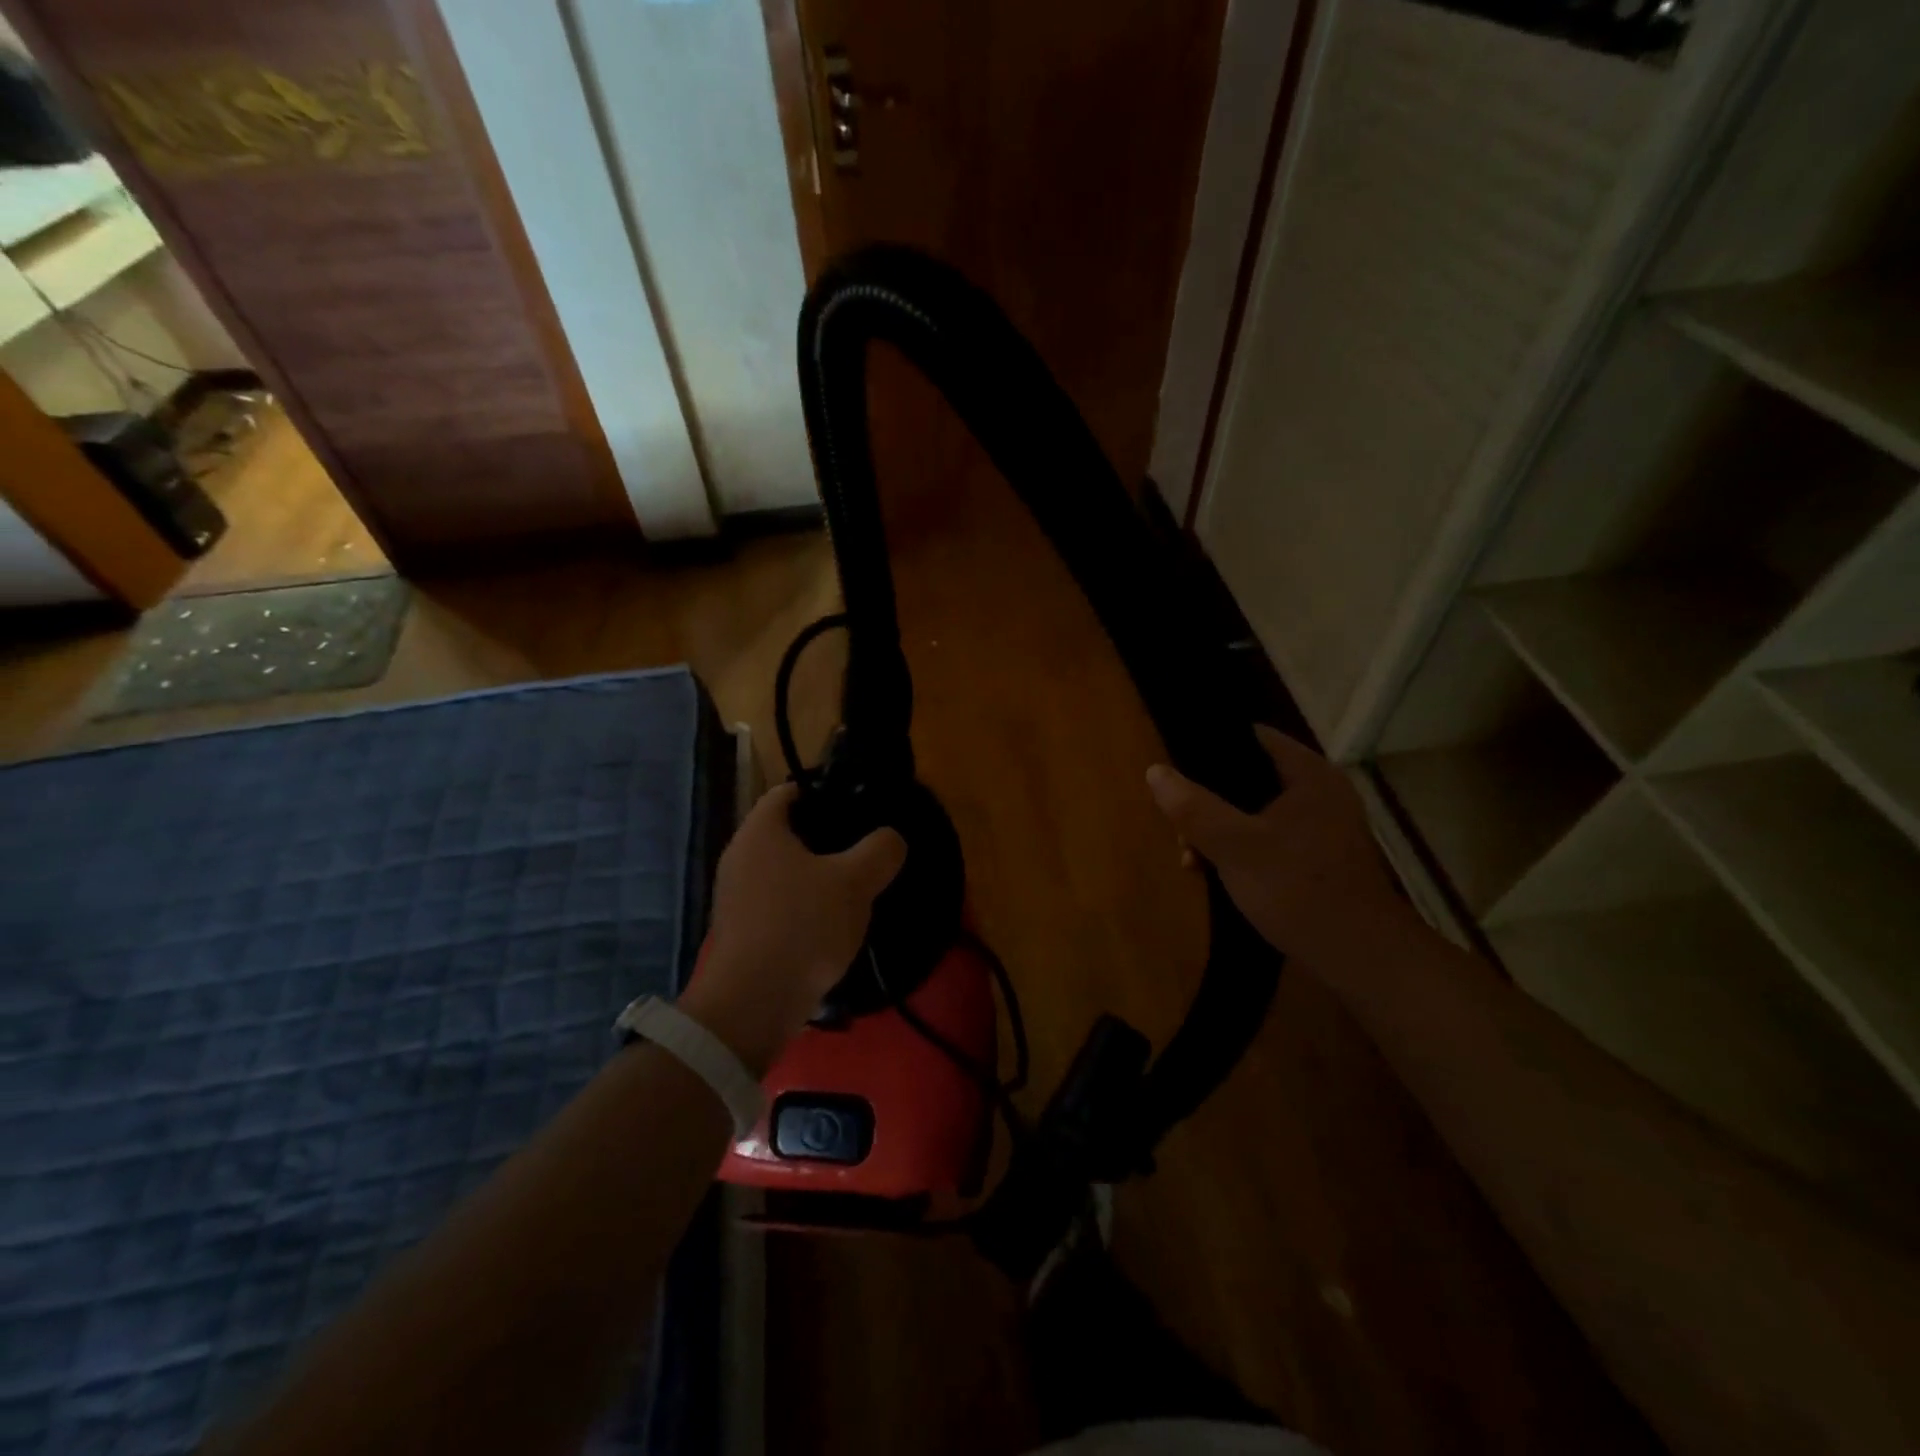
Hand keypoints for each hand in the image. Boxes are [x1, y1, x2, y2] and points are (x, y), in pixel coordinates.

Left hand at [679, 782, 906, 1073]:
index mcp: (760, 831)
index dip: (824, 792)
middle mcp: (739, 856)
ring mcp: (735, 896)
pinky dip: (803, 908)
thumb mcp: (855, 882)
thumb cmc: (803, 925)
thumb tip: (890, 838)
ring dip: (816, 877)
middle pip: (787, 832)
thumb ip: (880, 850)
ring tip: (855, 890)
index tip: (858, 808)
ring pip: (784, 871)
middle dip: (826, 839)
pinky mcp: (741, 930)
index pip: (789, 791)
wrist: (753, 1003)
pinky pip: (777, 904)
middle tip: (864, 850)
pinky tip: (831, 926)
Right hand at [1146, 726, 1407, 984]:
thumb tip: (1155, 771)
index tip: (1177, 767)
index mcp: (1309, 775)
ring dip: (1220, 830)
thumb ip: (1193, 807)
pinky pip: (1270, 839)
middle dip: (1208, 801)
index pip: (1254, 738)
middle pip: (1250, 778)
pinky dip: (1242, 849)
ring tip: (1191, 858)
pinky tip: (1217, 873)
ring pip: (1256, 812)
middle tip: (1179, 827)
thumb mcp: (1233, 845)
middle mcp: (1321, 793)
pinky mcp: (1320, 859)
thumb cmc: (1296, 889)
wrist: (1358, 956)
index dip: (1212, 747)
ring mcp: (1324, 827)